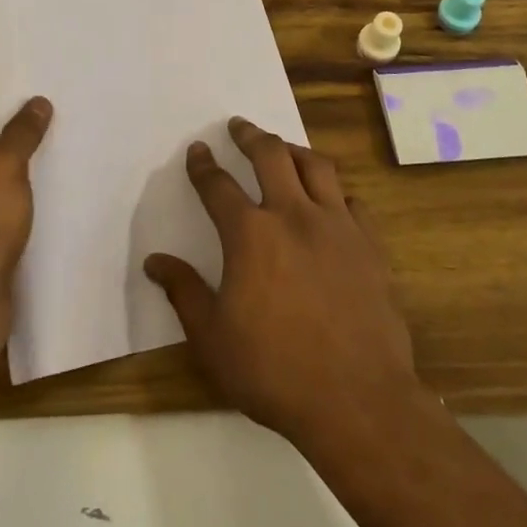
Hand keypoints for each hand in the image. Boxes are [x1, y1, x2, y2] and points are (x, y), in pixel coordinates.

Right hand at [144, 117, 421, 451]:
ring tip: (283, 148)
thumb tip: (155, 261)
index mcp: (250, 234)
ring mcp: (337, 226)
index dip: (204, 166)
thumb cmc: (274, 370)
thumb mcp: (212, 338)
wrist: (357, 400)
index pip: (218, 186)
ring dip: (294, 151)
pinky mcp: (370, 246)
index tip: (198, 150)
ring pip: (316, 167)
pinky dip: (337, 193)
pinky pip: (353, 202)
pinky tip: (332, 201)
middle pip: (270, 156)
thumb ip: (183, 292)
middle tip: (239, 125)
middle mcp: (293, 215)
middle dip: (250, 136)